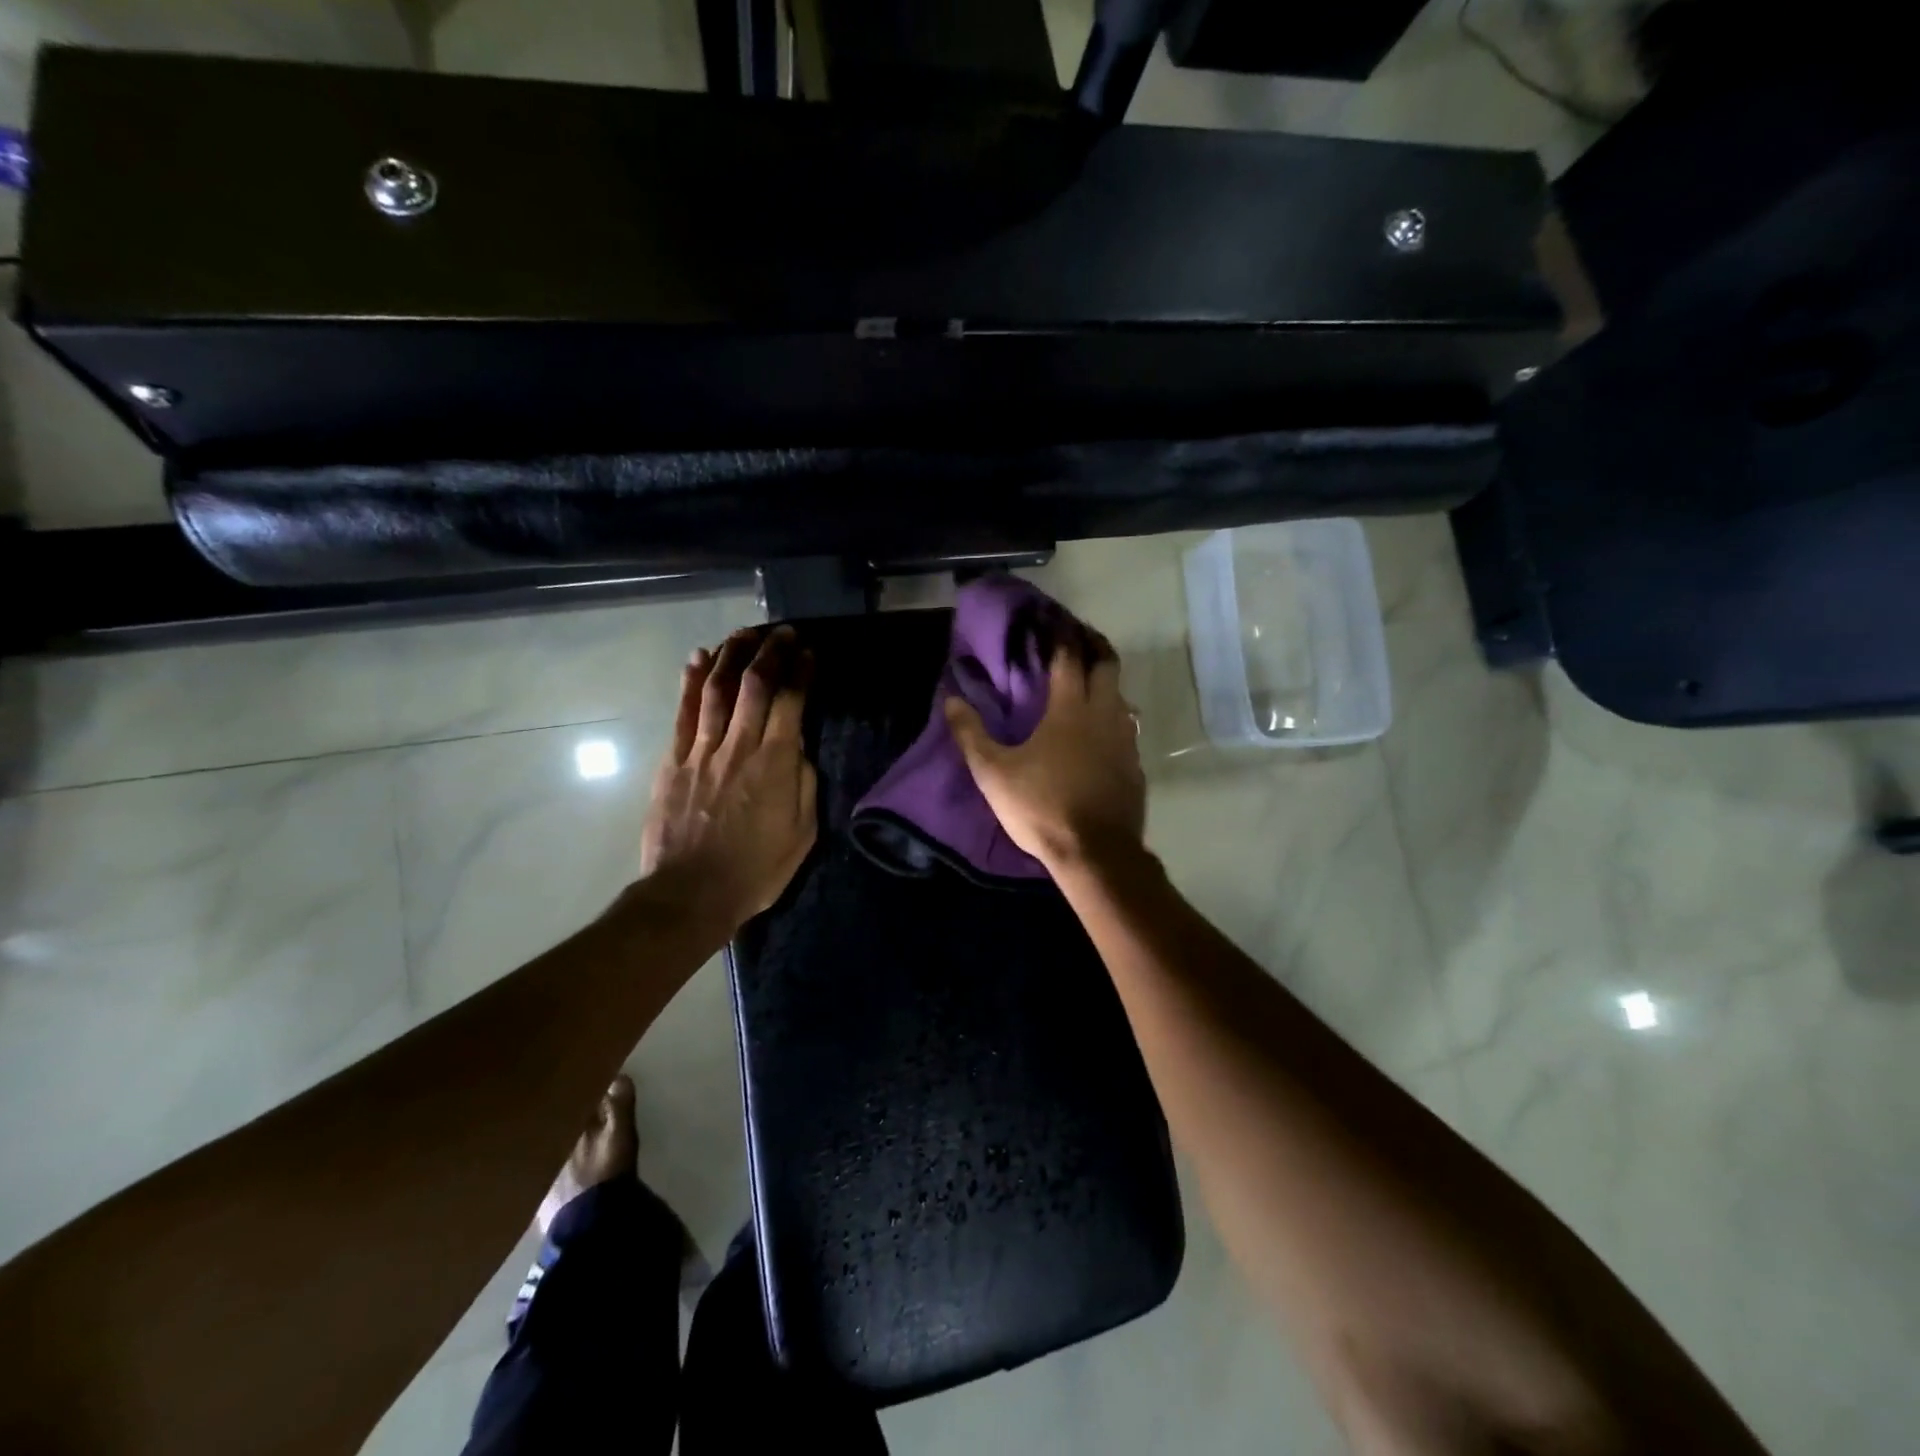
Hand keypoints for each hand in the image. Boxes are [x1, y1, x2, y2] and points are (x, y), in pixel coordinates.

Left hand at [640, 626, 817, 930]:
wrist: (691, 894)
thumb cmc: (756, 870)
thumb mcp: (802, 833)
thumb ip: (803, 784)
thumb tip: (798, 749)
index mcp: (776, 764)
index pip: (791, 702)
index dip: (800, 671)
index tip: (808, 652)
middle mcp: (739, 746)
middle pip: (754, 685)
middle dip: (770, 652)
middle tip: (781, 632)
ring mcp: (702, 751)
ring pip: (717, 689)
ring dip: (732, 655)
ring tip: (744, 633)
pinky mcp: (673, 762)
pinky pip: (683, 713)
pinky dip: (690, 682)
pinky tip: (698, 658)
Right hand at [944, 635, 1146, 872]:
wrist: (1095, 853)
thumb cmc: (1041, 807)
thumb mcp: (993, 773)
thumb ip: (971, 734)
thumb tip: (952, 699)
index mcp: (1070, 708)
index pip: (1069, 656)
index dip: (1063, 634)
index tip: (1055, 619)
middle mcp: (1104, 714)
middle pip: (1107, 665)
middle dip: (1094, 646)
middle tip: (1078, 639)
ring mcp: (1125, 740)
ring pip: (1121, 696)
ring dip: (1106, 682)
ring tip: (1087, 683)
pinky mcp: (1135, 766)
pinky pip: (1127, 728)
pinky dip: (1114, 718)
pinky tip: (1100, 733)